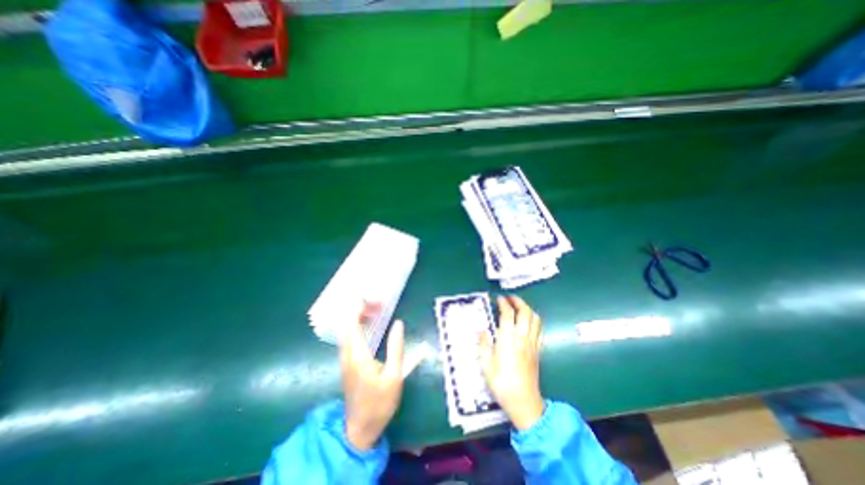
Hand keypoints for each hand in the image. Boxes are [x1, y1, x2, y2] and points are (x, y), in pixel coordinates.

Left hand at [339, 304, 406, 450]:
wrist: (360, 429)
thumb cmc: (380, 403)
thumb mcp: (394, 376)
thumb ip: (396, 348)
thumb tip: (398, 323)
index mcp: (358, 356)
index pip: (352, 324)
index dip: (359, 308)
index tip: (372, 299)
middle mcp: (347, 354)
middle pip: (347, 324)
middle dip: (360, 309)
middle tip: (378, 304)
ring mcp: (344, 359)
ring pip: (346, 330)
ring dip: (358, 316)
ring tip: (376, 311)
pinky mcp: (346, 363)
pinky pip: (348, 336)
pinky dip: (357, 325)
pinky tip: (369, 325)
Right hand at [475, 295, 542, 432]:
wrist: (523, 401)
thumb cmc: (502, 382)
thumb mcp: (486, 364)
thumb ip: (484, 344)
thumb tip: (481, 330)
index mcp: (508, 339)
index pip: (508, 314)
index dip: (503, 303)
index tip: (498, 299)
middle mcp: (522, 337)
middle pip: (525, 312)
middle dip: (518, 301)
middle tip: (509, 298)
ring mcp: (532, 343)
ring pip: (535, 319)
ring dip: (528, 309)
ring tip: (519, 307)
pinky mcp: (538, 350)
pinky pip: (539, 330)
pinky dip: (534, 321)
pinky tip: (528, 322)